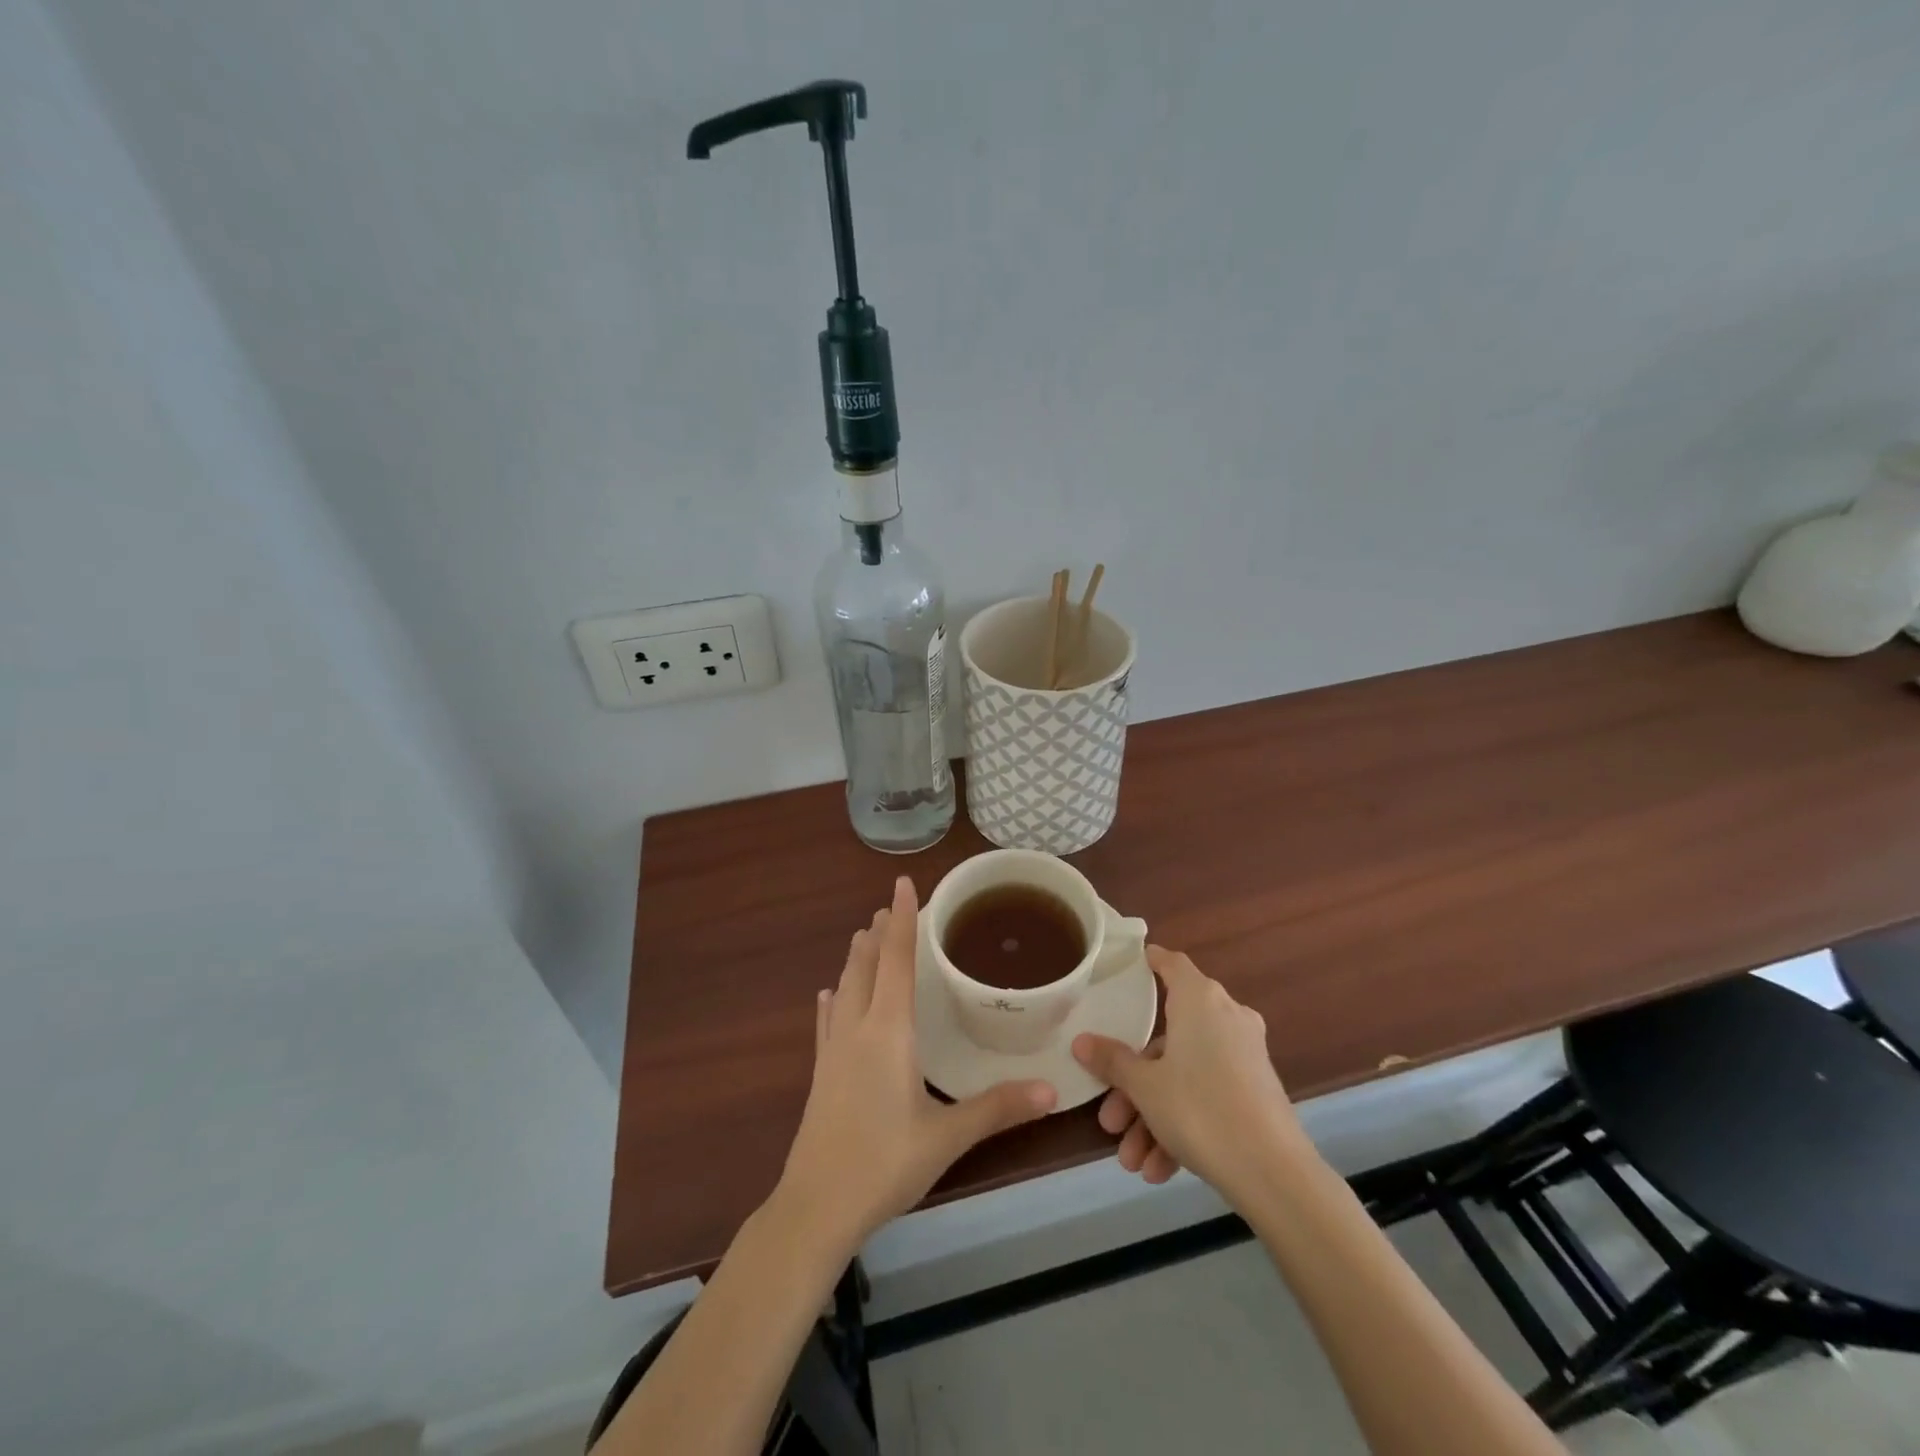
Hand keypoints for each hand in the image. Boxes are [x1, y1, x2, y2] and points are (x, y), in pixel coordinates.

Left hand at [773, 877, 1057, 1254]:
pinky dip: (832, 999)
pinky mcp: (820, 1074)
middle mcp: (858, 1028)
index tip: (901, 884)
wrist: (815, 1207)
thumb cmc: (885, 1164)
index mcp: (889, 1031)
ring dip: (855, 959)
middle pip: (865, 966)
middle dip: (877, 933)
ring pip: (844, 988)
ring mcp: (833, 1051)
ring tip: (863, 936)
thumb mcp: (947, 1137)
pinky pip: (827, 1021)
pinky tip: (828, 994)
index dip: (901, 920)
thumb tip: (1052, 1090)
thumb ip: (998, 1108)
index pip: (896, 960)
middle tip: (888, 907)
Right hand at [1072, 946, 1307, 1206]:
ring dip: (1154, 1117)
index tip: (1129, 967)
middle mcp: (1225, 1017)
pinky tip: (1160, 1170)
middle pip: (1167, 1039)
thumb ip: (1112, 1061)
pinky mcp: (1256, 1091)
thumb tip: (1080, 1041)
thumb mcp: (1145, 1086)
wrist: (1274, 1173)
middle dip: (1134, 1084)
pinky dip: (1183, 1126)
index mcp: (1199, 1000)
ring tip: (1133, 1162)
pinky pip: (1208, 1097)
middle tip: (1109, 1118)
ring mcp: (1244, 1055)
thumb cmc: (1200, 1109)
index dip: (1150, 962)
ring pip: (1185, 1076)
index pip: (1171, 964)